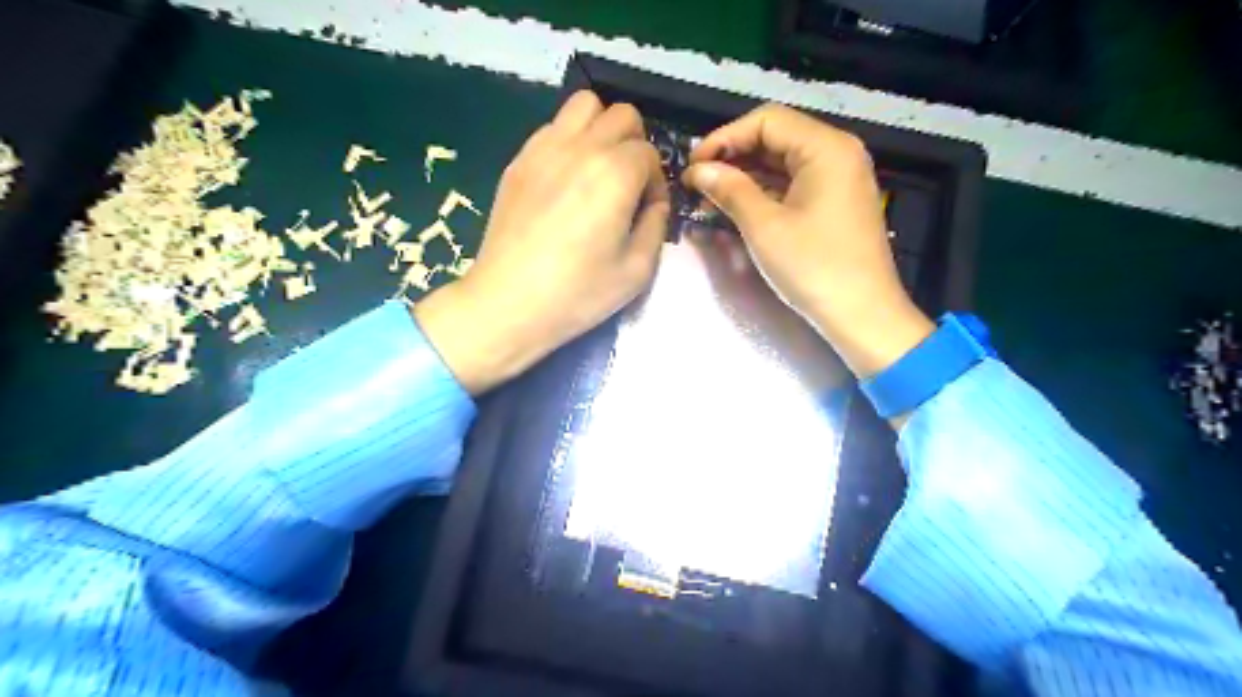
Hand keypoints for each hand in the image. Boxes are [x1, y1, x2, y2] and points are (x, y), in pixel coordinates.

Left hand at [415, 90, 670, 394]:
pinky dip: (570, 140)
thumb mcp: (637, 270)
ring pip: (584, 105)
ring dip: (602, 129)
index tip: (648, 211)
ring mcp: (544, 148)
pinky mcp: (519, 160)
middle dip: (635, 145)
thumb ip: (657, 225)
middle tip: (628, 185)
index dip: (657, 182)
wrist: (509, 302)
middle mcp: (582, 147)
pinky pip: (552, 127)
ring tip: (598, 169)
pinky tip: (566, 179)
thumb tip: (655, 203)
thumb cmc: (578, 292)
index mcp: (616, 172)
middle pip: (622, 115)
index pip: (650, 153)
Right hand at [678, 100, 930, 377]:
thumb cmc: (814, 268)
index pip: (766, 121)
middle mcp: (837, 153)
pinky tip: (738, 206)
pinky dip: (765, 192)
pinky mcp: (836, 203)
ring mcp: (840, 179)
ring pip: (784, 163)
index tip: (693, 163)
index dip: (724, 137)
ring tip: (710, 195)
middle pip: (776, 138)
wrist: (862, 315)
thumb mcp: (764, 227)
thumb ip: (730, 189)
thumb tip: (698, 170)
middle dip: (733, 156)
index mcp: (826, 148)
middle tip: (697, 181)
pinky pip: (795, 184)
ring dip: (746, 175)